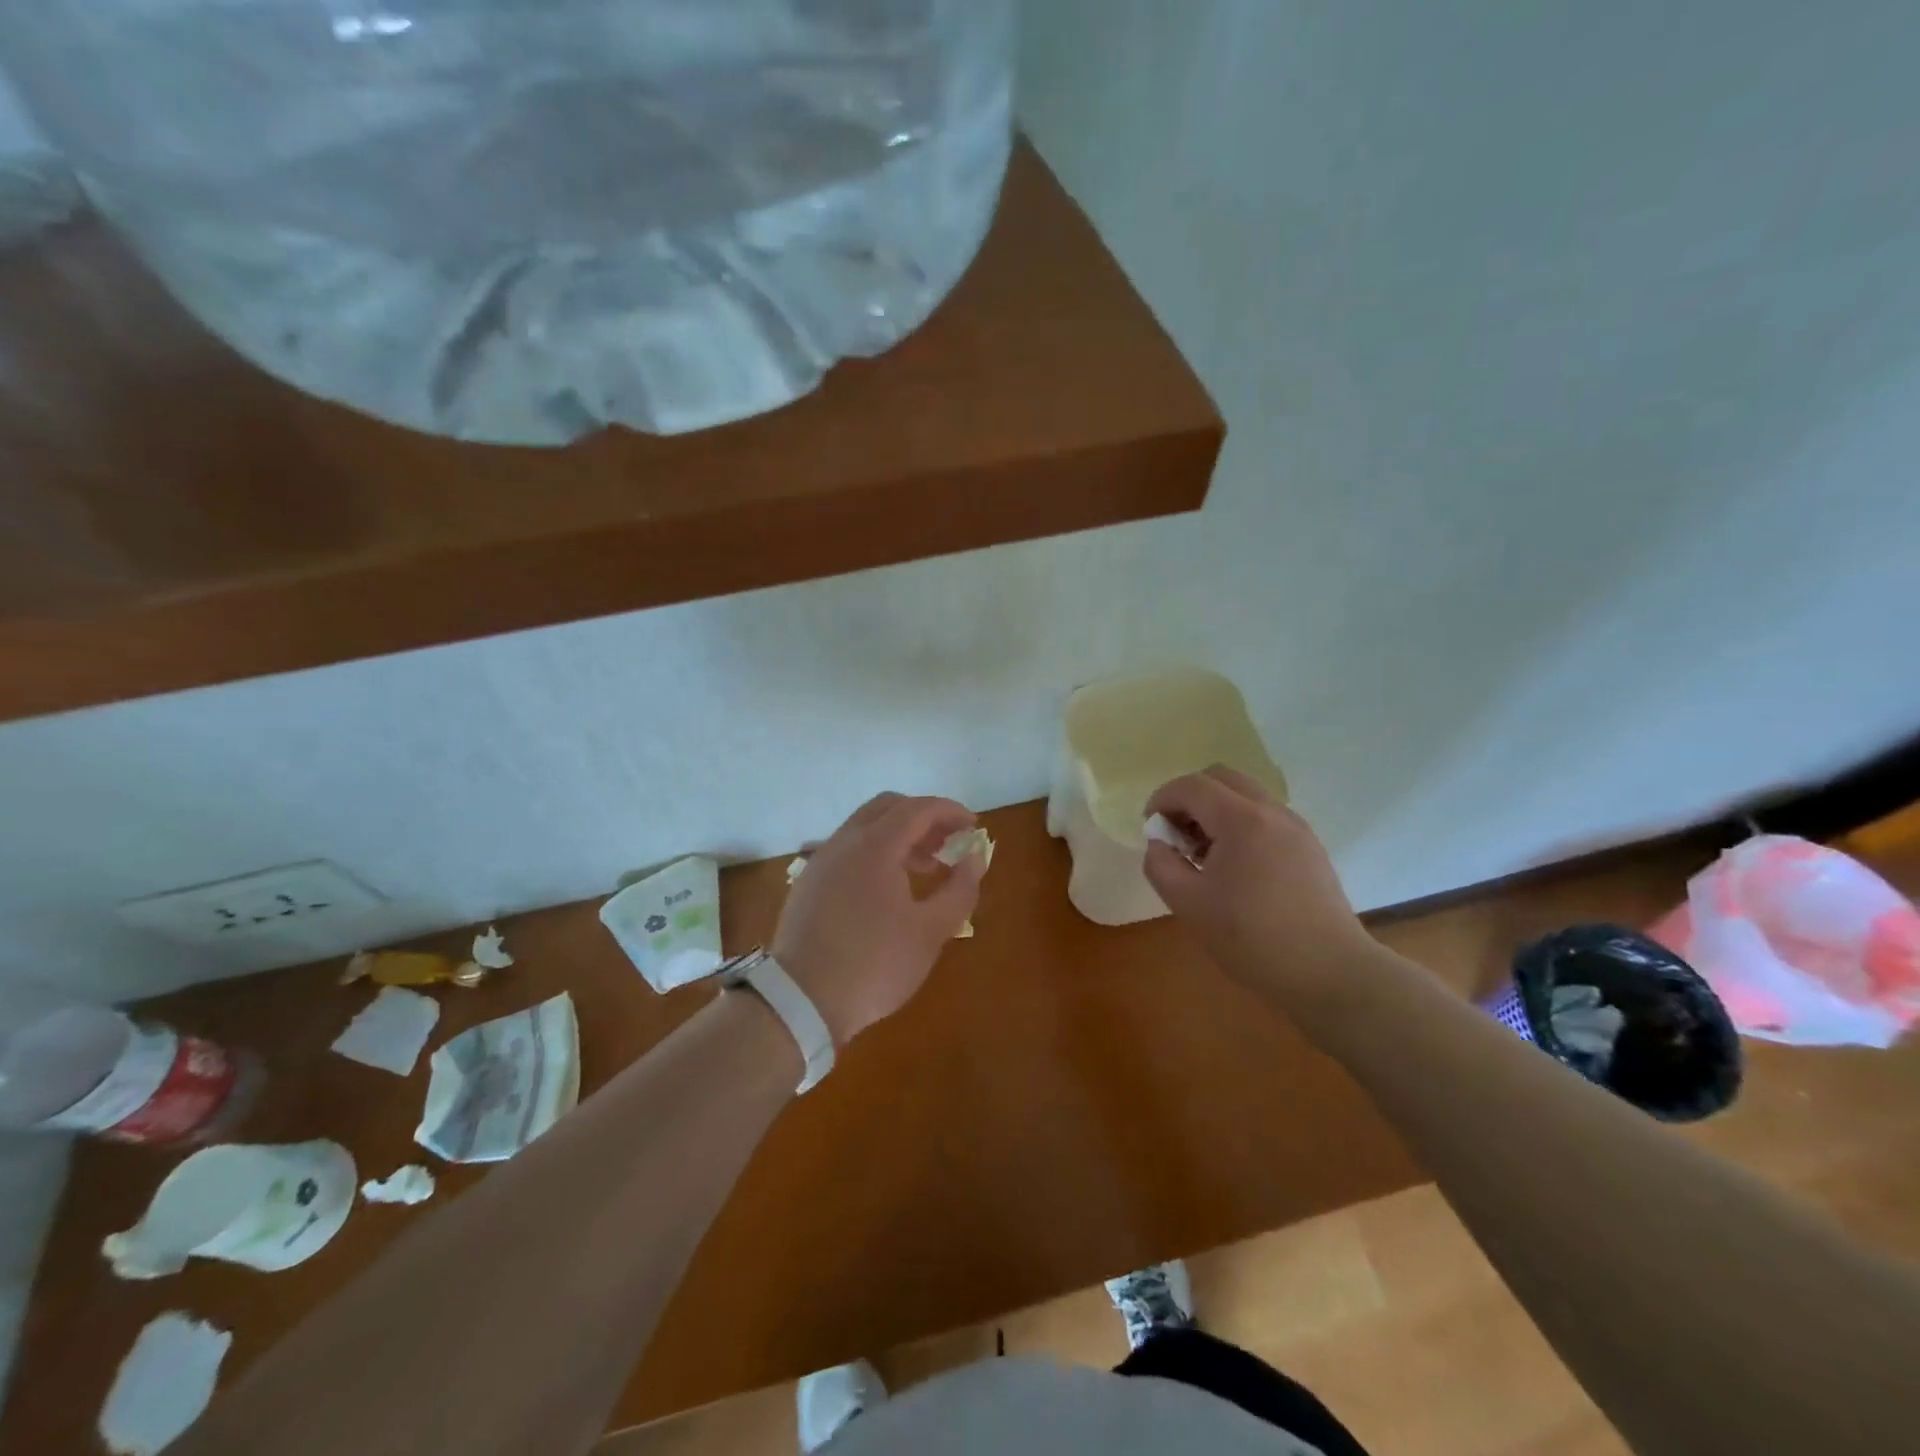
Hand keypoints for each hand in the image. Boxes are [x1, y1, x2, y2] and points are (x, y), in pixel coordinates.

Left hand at [772, 793, 986, 1045]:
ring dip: (899, 835)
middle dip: (924, 818)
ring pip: (865, 828)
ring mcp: (822, 861)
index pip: (918, 809)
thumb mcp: (930, 932)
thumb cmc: (874, 964)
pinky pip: (848, 849)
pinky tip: (889, 887)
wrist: (800, 1000)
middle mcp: (844, 842)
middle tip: (949, 843)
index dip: (950, 812)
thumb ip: (960, 889)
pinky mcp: (809, 882)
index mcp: (875, 846)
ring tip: (926, 867)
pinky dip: (876, 852)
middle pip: (888, 807)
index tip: (973, 827)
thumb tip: (975, 857)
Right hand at [1144, 766, 1376, 1002]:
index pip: (1192, 786)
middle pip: (1221, 778)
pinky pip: (1265, 816)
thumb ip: (1160, 864)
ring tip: (1203, 854)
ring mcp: (1296, 828)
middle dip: (1190, 797)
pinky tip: (1233, 867)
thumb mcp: (1188, 904)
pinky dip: (1239, 824)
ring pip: (1246, 795)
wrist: (1330, 972)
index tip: (1149, 826)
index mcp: (1241, 820)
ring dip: (1215, 810)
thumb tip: (1160, 844)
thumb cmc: (1252, 938)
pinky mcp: (1309, 847)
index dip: (1162, 798)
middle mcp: (1272, 812)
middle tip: (1176, 834)